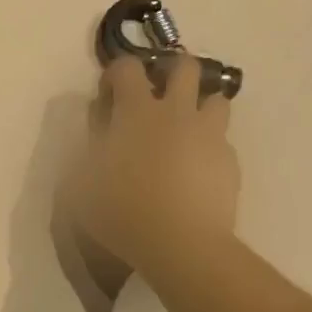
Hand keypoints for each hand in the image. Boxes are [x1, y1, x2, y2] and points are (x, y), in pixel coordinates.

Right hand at [60, 55, 240, 279]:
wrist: (181, 244)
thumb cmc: (121, 211)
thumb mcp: (81, 183)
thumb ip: (86, 150)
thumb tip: (95, 134)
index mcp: (136, 112)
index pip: (127, 67)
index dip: (116, 73)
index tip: (109, 96)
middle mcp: (177, 113)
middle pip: (186, 67)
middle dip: (171, 73)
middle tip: (157, 97)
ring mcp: (208, 135)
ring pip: (216, 99)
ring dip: (199, 106)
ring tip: (185, 130)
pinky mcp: (230, 161)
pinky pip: (222, 141)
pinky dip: (209, 146)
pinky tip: (196, 170)